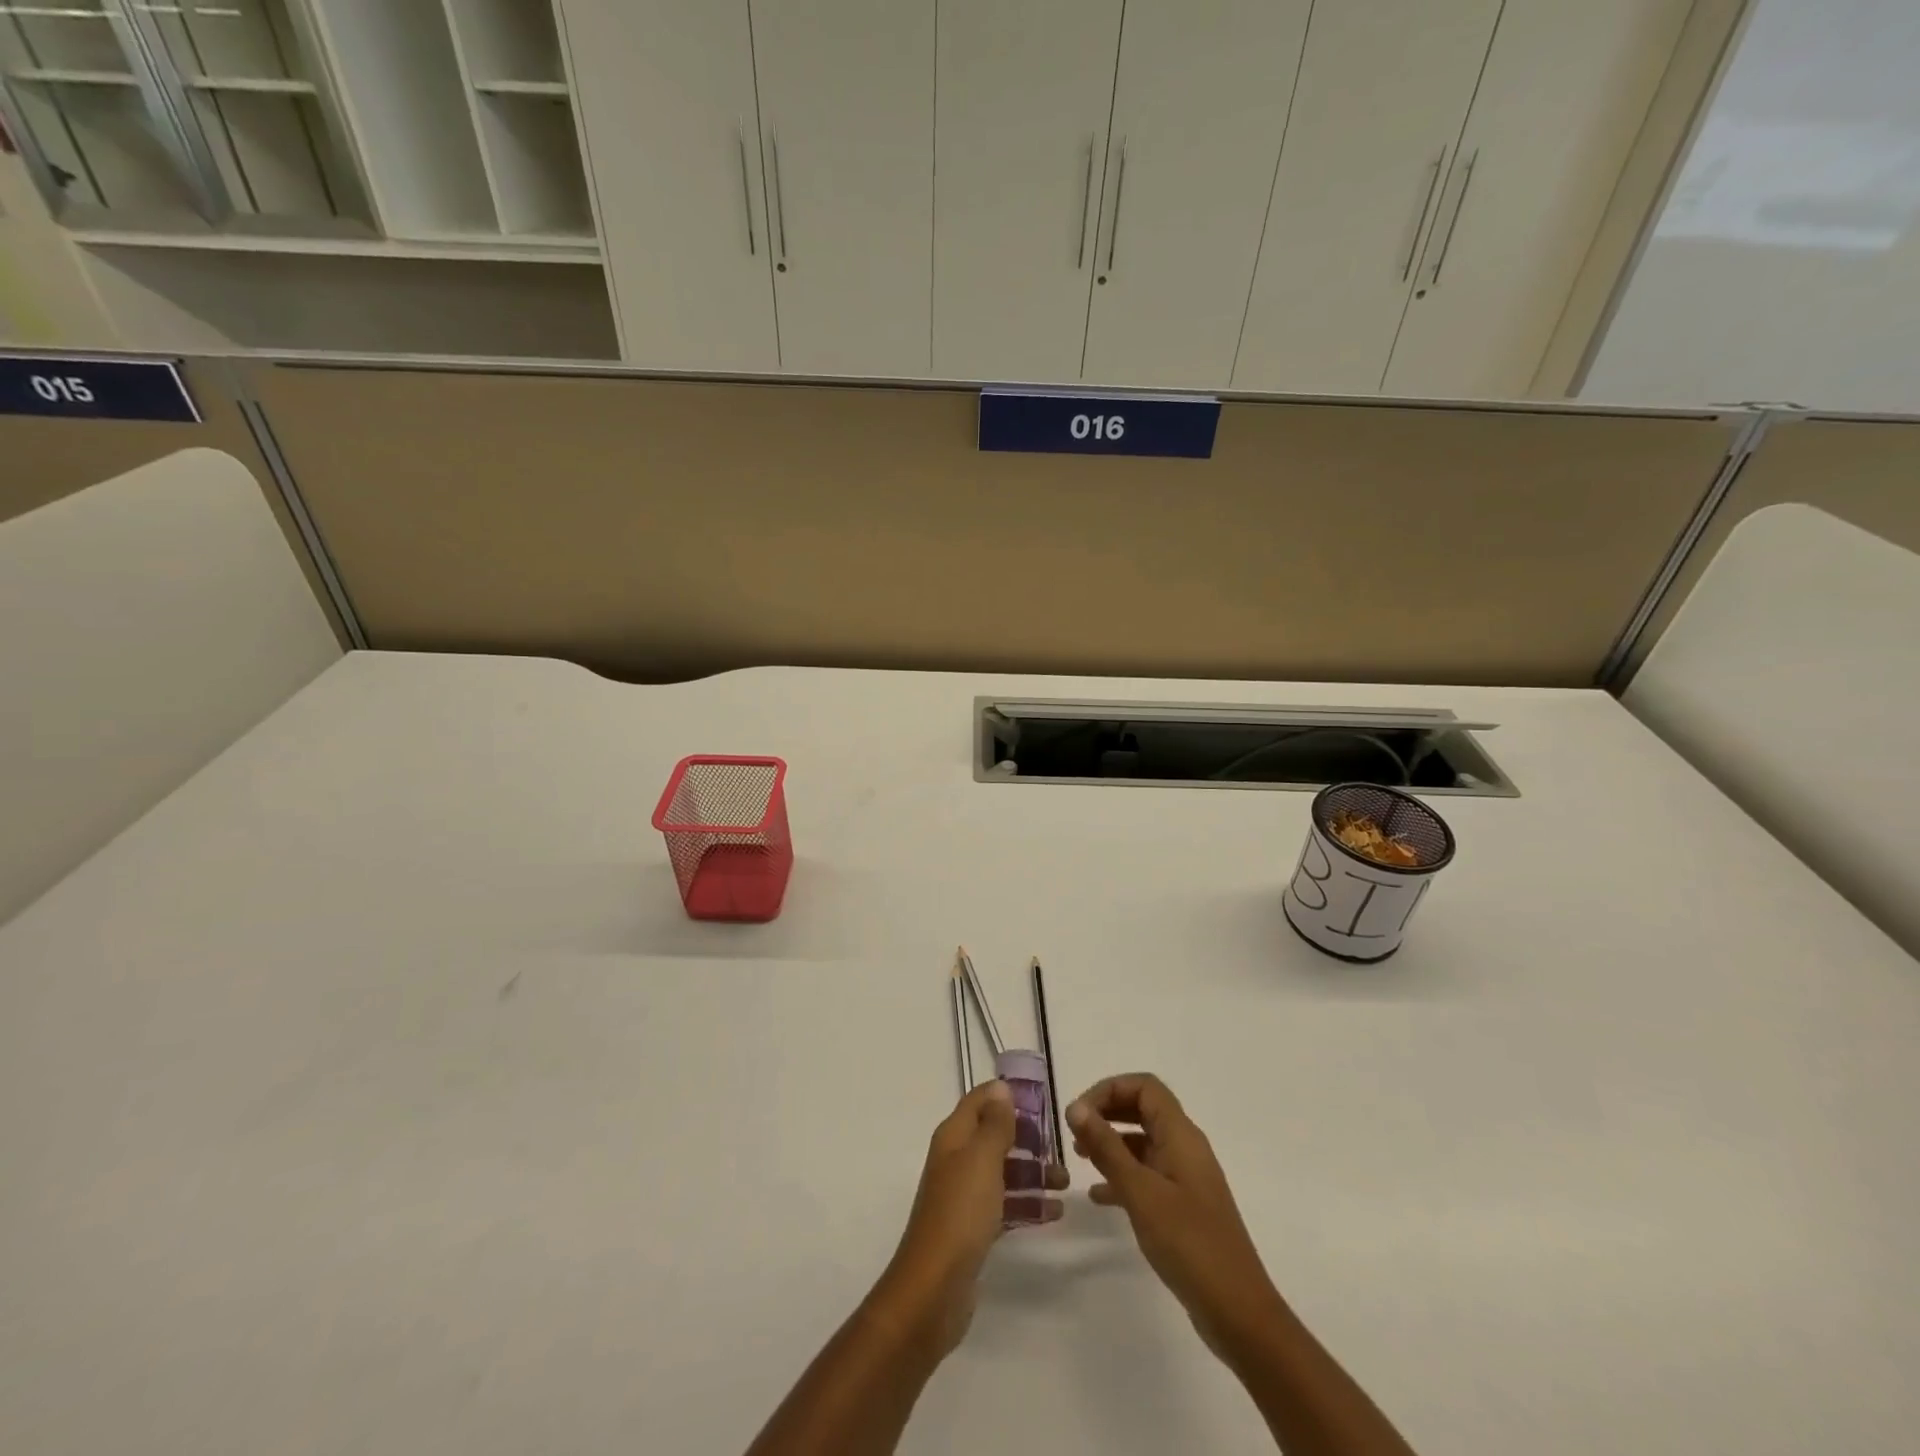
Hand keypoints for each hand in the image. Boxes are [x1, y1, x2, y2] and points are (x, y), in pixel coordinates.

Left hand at [874, 1081, 1067, 1357]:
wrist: (934, 1289)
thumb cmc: (961, 1213)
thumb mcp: (982, 1159)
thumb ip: (995, 1123)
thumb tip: (1001, 1088)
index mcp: (953, 1137)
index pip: (979, 1101)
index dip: (1006, 1096)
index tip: (1041, 1101)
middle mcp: (956, 1160)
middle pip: (993, 1136)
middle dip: (1026, 1138)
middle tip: (1059, 1147)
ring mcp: (963, 1196)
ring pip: (1002, 1172)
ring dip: (1032, 1173)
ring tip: (1065, 1183)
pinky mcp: (973, 1228)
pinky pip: (1004, 1204)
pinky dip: (1027, 1204)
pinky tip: (1054, 1212)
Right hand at [1067, 1073, 1280, 1358]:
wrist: (1238, 1312)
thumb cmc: (1189, 1243)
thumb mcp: (1140, 1192)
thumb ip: (1106, 1147)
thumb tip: (1075, 1107)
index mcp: (1181, 1135)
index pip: (1144, 1087)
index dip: (1109, 1090)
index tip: (1079, 1113)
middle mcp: (1185, 1147)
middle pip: (1143, 1109)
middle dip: (1107, 1112)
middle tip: (1075, 1131)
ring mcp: (1186, 1177)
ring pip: (1143, 1142)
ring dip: (1112, 1143)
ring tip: (1079, 1158)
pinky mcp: (1183, 1205)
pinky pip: (1148, 1174)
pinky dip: (1122, 1176)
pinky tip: (1098, 1196)